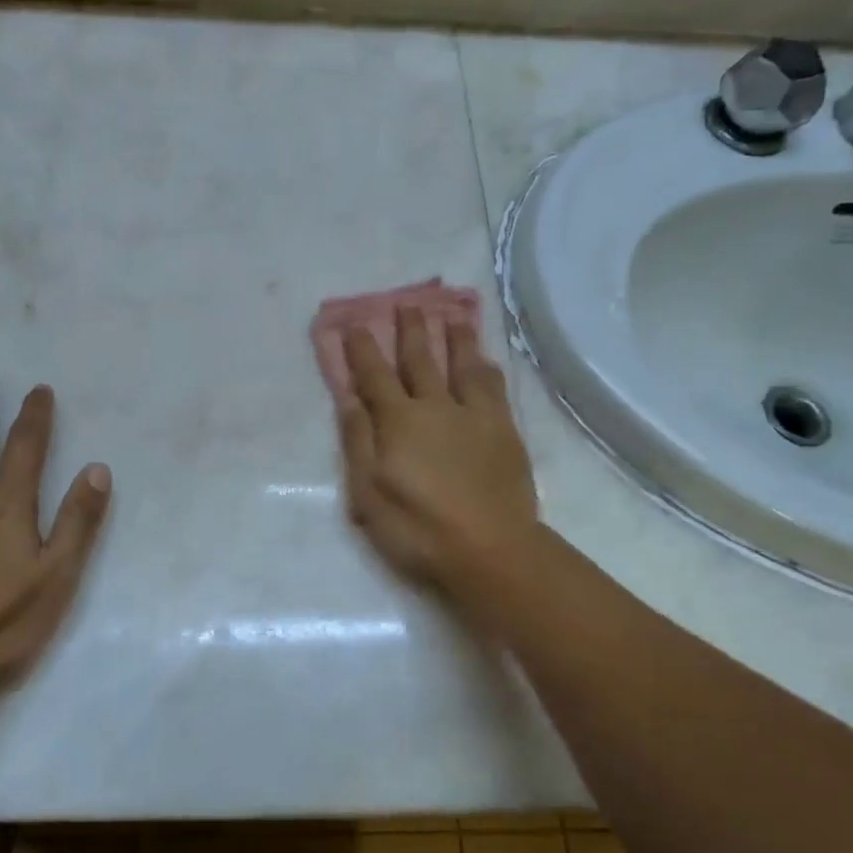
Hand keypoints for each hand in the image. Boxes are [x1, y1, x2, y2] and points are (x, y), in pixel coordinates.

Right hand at [338, 307, 537, 592]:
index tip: (356, 323)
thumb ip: (358, 441)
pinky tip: (486, 360)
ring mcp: (474, 416)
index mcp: (398, 421)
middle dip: (411, 330)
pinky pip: (494, 388)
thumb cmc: (418, 528)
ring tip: (452, 314)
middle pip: (421, 359)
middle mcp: (436, 406)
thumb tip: (348, 398)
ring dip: (455, 338)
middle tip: (408, 302)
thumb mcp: (368, 493)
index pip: (375, 375)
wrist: (490, 549)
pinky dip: (486, 369)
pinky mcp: (504, 430)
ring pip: (463, 365)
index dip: (363, 348)